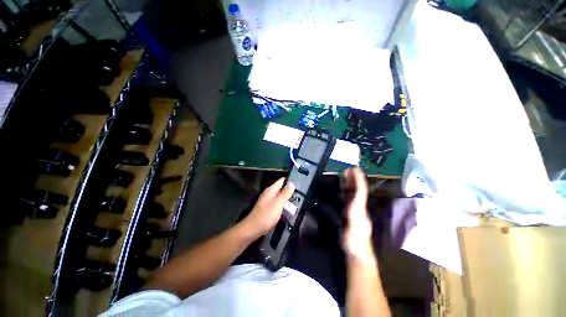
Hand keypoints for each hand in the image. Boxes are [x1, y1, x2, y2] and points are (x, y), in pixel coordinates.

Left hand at [242, 178, 294, 237]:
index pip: (282, 180)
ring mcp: (268, 201)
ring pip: (280, 196)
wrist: (253, 229)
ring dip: (287, 198)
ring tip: (297, 201)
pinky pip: (278, 203)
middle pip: (281, 188)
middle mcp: (269, 193)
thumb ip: (285, 193)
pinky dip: (283, 204)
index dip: (290, 181)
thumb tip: (292, 184)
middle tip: (300, 194)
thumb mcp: (278, 203)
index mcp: (271, 190)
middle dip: (290, 190)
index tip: (299, 183)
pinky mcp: (268, 208)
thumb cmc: (266, 215)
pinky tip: (289, 209)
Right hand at [342, 168, 374, 263]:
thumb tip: (354, 194)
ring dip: (349, 184)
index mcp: (360, 207)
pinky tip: (341, 190)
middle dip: (354, 179)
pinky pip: (347, 199)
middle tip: (348, 169)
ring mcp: (354, 210)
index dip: (358, 179)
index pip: (361, 189)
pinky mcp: (348, 214)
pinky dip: (344, 192)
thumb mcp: (356, 223)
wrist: (356, 252)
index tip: (355, 168)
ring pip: (352, 194)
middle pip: (357, 190)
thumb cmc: (356, 238)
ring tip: (344, 175)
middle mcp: (358, 206)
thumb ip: (355, 209)